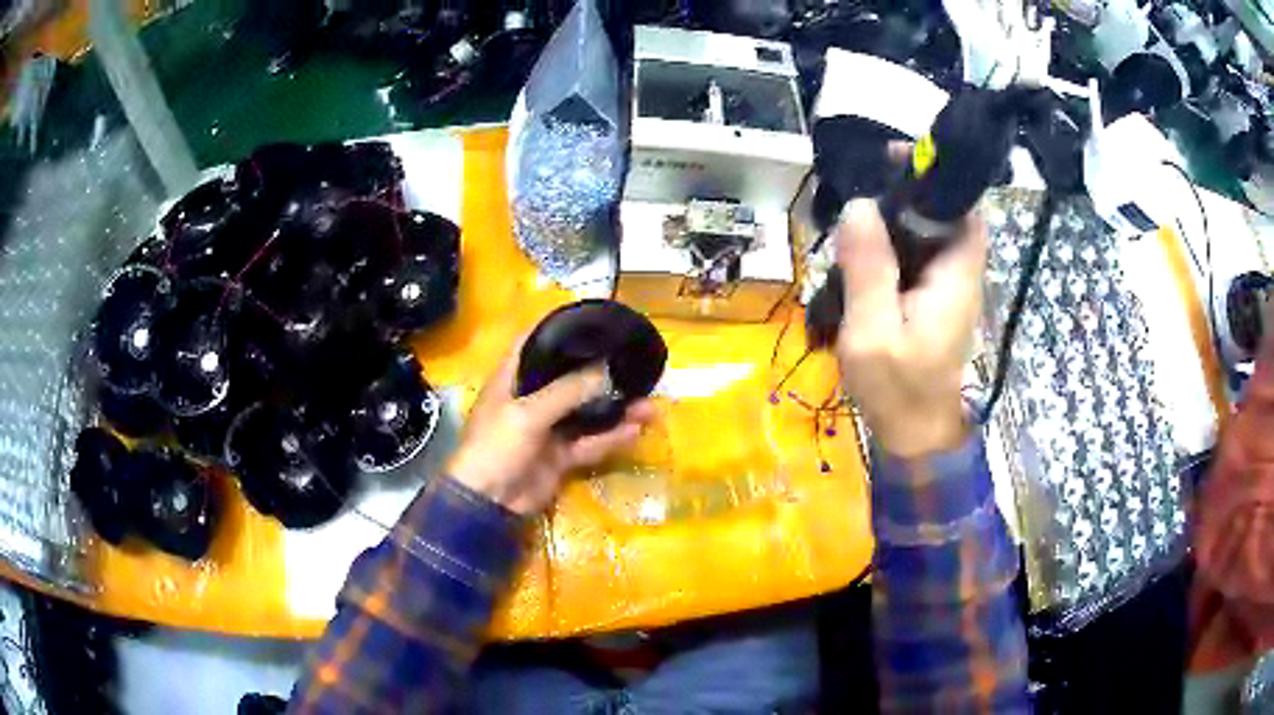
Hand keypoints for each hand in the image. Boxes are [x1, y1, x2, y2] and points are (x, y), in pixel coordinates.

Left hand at [447, 341, 656, 514]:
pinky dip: (611, 438)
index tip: (592, 321)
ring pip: (586, 413)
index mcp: (513, 379)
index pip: (534, 343)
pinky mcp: (560, 456)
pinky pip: (590, 443)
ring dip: (615, 409)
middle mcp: (531, 399)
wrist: (488, 503)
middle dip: (600, 372)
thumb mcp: (528, 414)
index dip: (559, 329)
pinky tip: (636, 431)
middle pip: (569, 378)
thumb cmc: (496, 447)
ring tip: (649, 404)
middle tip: (633, 365)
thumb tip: (607, 369)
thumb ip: (568, 391)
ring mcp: (547, 429)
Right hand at [834, 199, 986, 457]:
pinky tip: (859, 259)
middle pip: (943, 215)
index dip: (936, 180)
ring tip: (851, 228)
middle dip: (903, 198)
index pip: (963, 210)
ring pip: (926, 235)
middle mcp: (959, 275)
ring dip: (892, 224)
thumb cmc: (897, 391)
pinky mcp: (932, 301)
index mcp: (955, 277)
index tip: (892, 162)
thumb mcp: (873, 334)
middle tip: (857, 196)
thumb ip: (869, 270)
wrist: (915, 437)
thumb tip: (859, 205)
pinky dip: (890, 249)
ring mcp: (947, 289)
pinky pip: (916, 258)